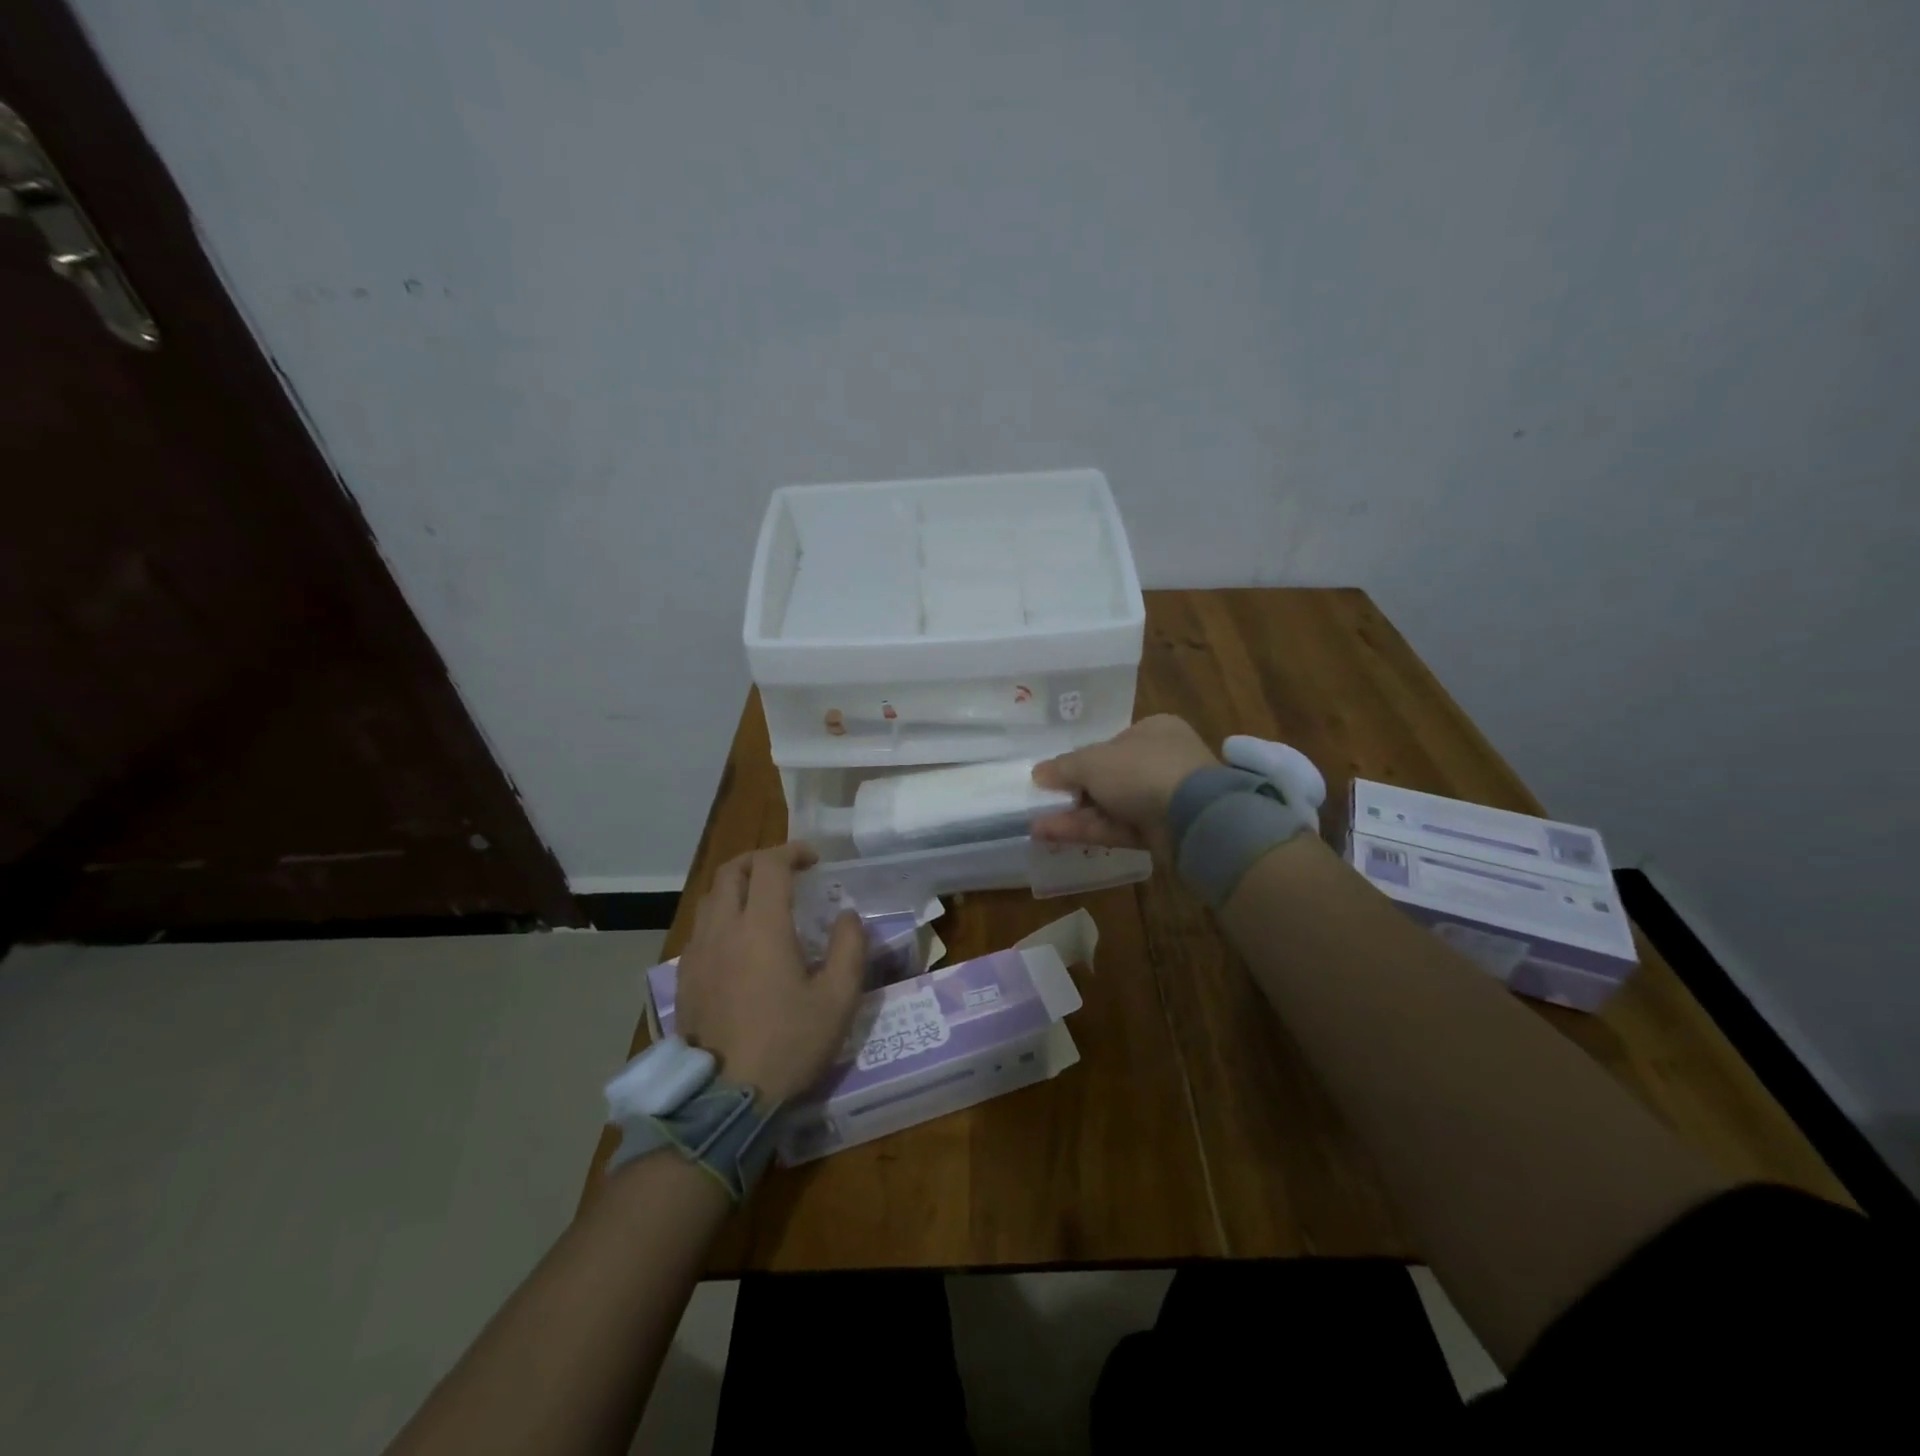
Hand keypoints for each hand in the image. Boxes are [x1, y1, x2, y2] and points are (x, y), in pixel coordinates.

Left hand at [675, 843, 865, 1103]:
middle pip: (732, 871)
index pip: (769, 865)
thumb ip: (849, 948)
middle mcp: (723, 929)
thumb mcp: (837, 1000)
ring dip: (738, 885)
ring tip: (763, 900)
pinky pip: (701, 927)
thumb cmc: (788, 1044)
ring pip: (710, 897)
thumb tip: (848, 915)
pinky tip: (740, 940)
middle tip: (788, 871)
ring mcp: (698, 952)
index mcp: (760, 927)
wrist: (725, 1098)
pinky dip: (722, 913)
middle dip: (761, 860)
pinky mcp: (686, 976)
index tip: (814, 860)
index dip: (792, 852)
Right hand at [1030, 714, 1218, 850]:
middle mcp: (1160, 762)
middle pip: (1108, 778)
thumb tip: (1038, 773)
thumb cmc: (1142, 770)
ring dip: (1073, 815)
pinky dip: (1086, 831)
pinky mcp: (1160, 833)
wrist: (1193, 817)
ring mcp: (1162, 800)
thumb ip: (1063, 767)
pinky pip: (1116, 828)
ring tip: (1035, 822)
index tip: (1054, 775)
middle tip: (1041, 802)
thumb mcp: (1093, 761)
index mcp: (1153, 732)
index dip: (1081, 759)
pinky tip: (1050, 834)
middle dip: (1073, 792)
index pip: (1112, 744)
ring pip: (1110, 807)